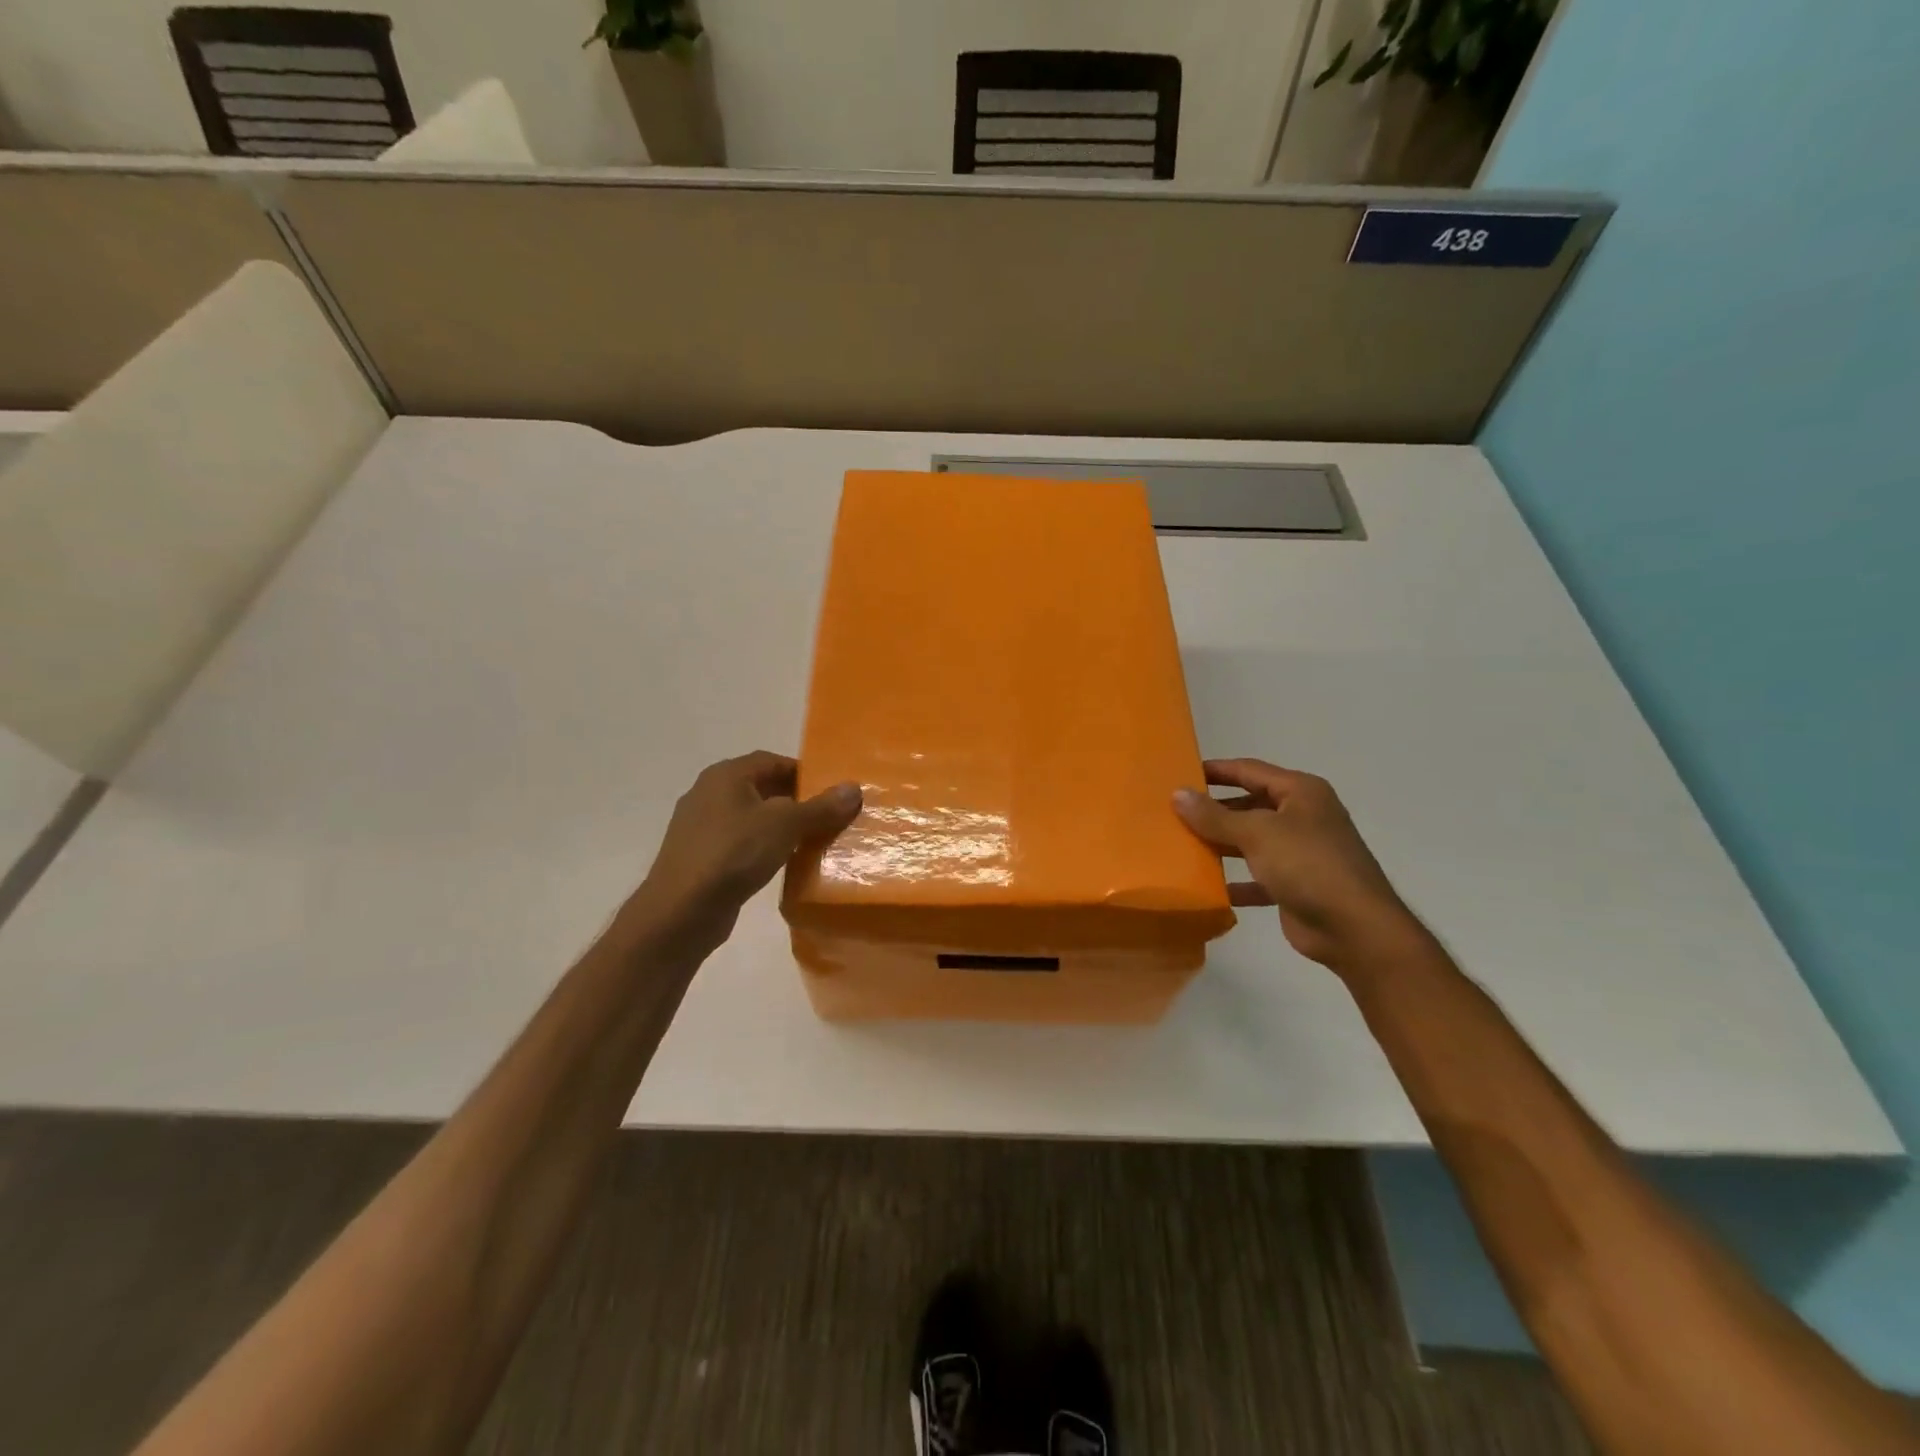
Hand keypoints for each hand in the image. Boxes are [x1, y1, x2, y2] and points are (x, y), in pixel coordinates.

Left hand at [633, 751, 861, 951]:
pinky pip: (739, 842)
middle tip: (827, 816)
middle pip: (761, 787)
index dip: (804, 772)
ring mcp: (700, 826)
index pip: (772, 760)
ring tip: (810, 841)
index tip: (831, 792)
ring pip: (750, 817)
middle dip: (795, 800)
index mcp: (726, 775)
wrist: (681, 911)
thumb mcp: (786, 825)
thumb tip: (853, 788)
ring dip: (779, 826)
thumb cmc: (734, 854)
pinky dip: (761, 847)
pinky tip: (780, 863)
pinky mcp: (699, 856)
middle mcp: (709, 793)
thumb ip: (821, 806)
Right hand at [1174, 758, 1423, 973]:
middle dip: (1214, 810)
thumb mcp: (1257, 833)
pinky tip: (1206, 885)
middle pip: (1250, 805)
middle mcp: (1302, 817)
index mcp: (1301, 793)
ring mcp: (1301, 852)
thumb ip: (1215, 815)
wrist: (1354, 929)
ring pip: (1251, 841)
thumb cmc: (1308, 865)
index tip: (1180, 772)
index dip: (1216, 770)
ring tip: (1181, 844)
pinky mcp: (1295, 886)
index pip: (1250, 771)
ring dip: (1221, 843)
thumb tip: (1178, 793)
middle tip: (1173, 811)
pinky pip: (1257, 876)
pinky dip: (1234, 880)